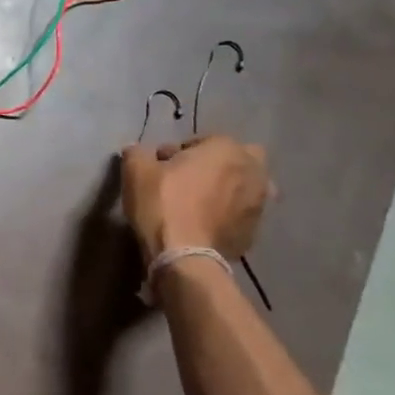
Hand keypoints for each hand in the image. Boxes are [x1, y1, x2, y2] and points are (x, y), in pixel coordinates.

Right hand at [121, 135, 271, 261]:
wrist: (183, 254)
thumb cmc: (162, 202)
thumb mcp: (136, 170)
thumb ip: (138, 153)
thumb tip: (138, 151)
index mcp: (226, 149)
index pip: (203, 140)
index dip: (180, 151)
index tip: (162, 165)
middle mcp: (251, 172)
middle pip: (239, 159)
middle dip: (220, 164)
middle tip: (192, 179)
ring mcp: (258, 204)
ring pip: (247, 188)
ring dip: (229, 190)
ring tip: (202, 204)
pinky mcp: (254, 232)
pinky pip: (241, 215)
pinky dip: (229, 216)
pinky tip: (206, 225)